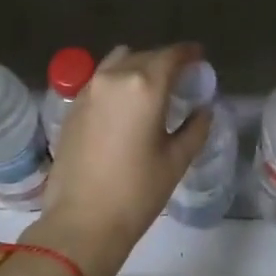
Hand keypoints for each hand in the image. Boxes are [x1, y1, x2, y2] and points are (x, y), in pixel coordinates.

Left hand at [27, 43, 210, 275]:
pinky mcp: (73, 107)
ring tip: (151, 87)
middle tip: (180, 78)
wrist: (82, 221)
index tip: (199, 57)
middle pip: (145, 56)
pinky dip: (117, 82)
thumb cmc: (137, 192)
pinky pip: (100, 80)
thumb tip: (203, 110)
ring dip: (138, 67)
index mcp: (145, 86)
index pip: (171, 56)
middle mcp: (114, 78)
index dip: (189, 53)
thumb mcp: (176, 160)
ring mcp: (88, 90)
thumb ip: (195, 128)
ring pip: (118, 63)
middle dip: (164, 62)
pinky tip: (125, 104)